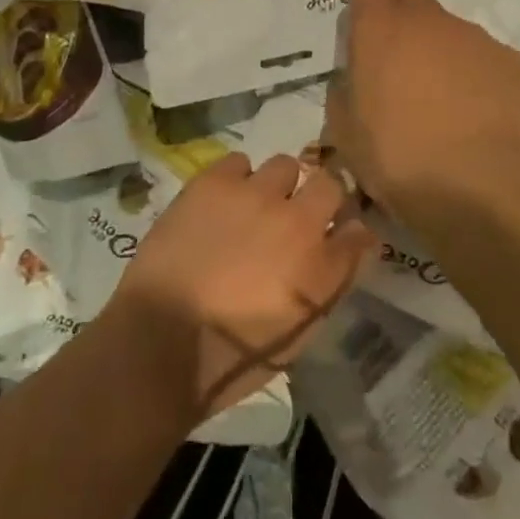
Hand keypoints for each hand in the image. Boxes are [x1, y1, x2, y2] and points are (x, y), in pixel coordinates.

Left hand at [112, 153, 374, 420]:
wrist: (160, 343)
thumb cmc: (231, 357)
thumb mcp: (296, 336)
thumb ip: (330, 282)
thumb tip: (354, 243)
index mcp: (321, 267)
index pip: (359, 229)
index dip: (349, 228)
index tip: (337, 233)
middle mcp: (297, 220)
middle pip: (329, 184)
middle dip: (319, 197)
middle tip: (295, 215)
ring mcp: (255, 194)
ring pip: (284, 165)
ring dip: (276, 185)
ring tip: (254, 206)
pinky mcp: (215, 181)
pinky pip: (239, 161)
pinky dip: (236, 178)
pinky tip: (221, 201)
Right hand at [327, 0, 519, 219]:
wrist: (478, 185)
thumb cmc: (397, 158)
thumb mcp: (345, 133)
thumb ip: (345, 92)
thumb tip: (353, 81)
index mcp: (378, 28)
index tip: (368, 22)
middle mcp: (426, 19)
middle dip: (407, 17)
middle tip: (405, 62)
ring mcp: (471, 35)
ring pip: (451, 28)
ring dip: (443, 51)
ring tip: (447, 101)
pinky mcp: (509, 58)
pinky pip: (485, 56)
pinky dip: (478, 74)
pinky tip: (480, 114)